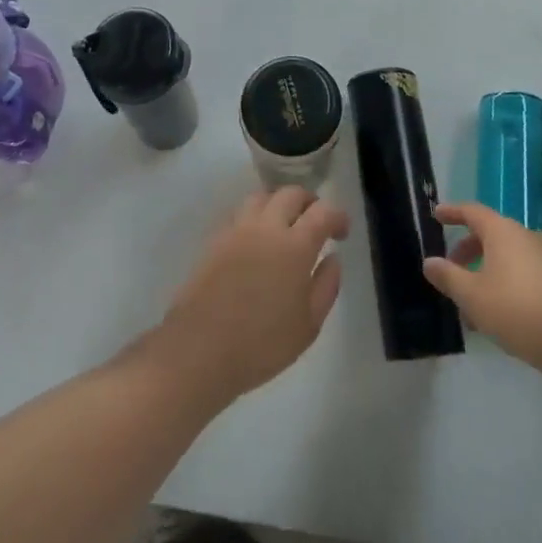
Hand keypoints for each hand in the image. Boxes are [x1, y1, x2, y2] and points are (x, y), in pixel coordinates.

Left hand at [152, 187, 349, 404]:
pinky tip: (256, 239)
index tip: (342, 232)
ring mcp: (237, 229)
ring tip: (285, 225)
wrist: (199, 348)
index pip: (323, 212)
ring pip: (262, 196)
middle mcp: (266, 226)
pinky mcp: (215, 238)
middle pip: (291, 194)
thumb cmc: (261, 344)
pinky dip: (255, 216)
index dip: (337, 216)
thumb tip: (333, 258)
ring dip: (279, 203)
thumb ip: (326, 286)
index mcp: (295, 245)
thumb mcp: (308, 326)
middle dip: (309, 202)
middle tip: (316, 223)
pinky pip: (240, 212)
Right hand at [422, 202, 541, 375]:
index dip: (452, 212)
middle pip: (488, 234)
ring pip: (504, 256)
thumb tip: (429, 262)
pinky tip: (495, 313)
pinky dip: (502, 281)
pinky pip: (520, 270)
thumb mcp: (472, 295)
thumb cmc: (515, 310)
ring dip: (483, 272)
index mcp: (502, 231)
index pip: (471, 211)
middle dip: (465, 250)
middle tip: (450, 270)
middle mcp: (524, 236)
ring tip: (469, 303)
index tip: (436, 215)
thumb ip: (448, 276)